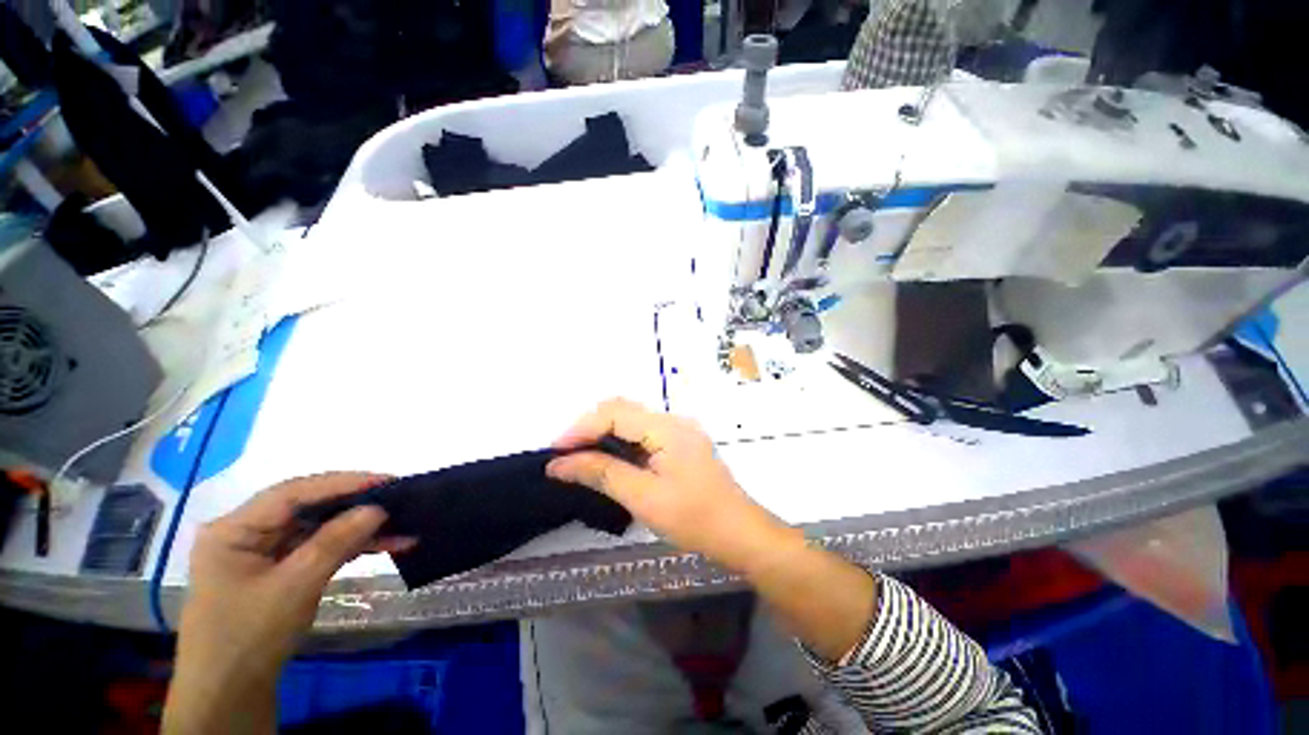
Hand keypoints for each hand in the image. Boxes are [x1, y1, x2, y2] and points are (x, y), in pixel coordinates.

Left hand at [164, 473, 412, 734]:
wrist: (231, 695)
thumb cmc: (249, 637)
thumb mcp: (294, 587)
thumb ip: (334, 542)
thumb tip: (378, 508)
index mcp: (234, 529)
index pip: (292, 493)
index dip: (341, 483)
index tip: (385, 481)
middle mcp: (248, 533)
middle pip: (308, 508)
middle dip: (355, 505)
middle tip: (399, 498)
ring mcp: (266, 553)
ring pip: (320, 528)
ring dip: (360, 528)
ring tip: (403, 524)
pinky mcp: (282, 570)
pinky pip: (322, 548)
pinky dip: (353, 546)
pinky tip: (388, 544)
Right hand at [547, 398, 802, 573]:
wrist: (740, 533)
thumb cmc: (694, 518)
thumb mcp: (643, 498)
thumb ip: (601, 473)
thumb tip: (559, 464)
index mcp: (667, 427)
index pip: (614, 413)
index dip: (581, 428)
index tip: (555, 453)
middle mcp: (674, 420)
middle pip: (622, 410)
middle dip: (589, 428)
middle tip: (566, 456)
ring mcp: (680, 430)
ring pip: (632, 420)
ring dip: (604, 434)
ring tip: (580, 458)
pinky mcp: (681, 443)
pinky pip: (643, 433)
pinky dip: (621, 442)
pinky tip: (609, 460)